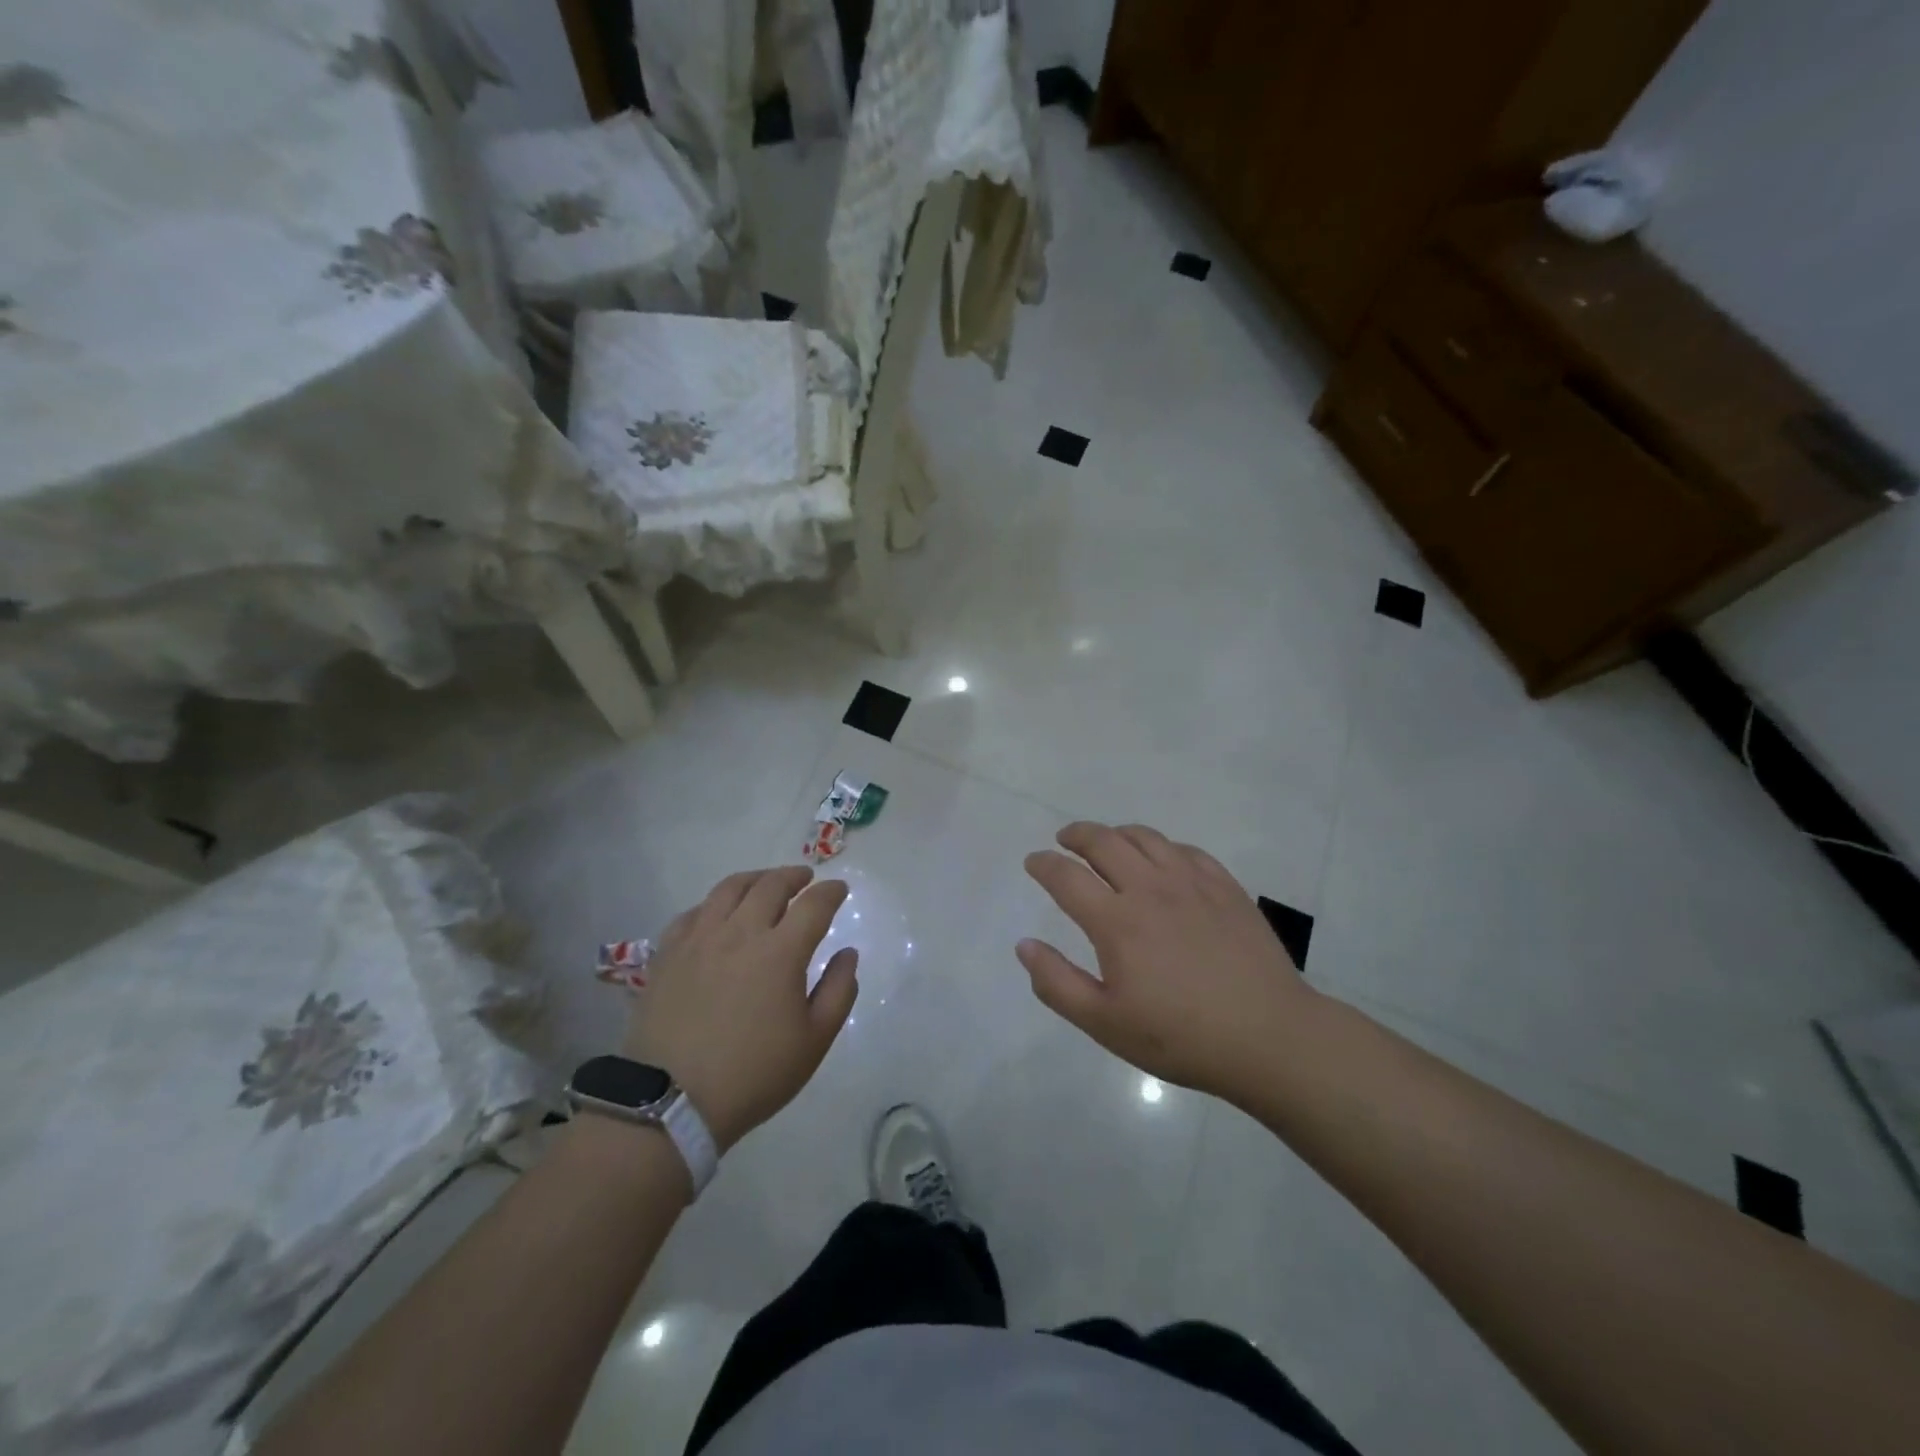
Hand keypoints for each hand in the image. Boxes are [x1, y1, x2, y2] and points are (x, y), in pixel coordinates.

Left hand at [623, 867, 858, 1151]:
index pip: (813, 904)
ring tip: (765, 883)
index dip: (831, 892)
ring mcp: (699, 939)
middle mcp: (740, 933)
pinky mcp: (668, 953)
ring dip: (755, 879)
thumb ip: (838, 991)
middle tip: (805, 879)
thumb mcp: (814, 1041)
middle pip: (770, 885)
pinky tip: (718, 913)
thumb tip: (848, 953)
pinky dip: (714, 904)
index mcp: (781, 952)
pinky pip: (694, 912)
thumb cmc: (753, 1074)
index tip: (839, 889)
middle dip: (794, 876)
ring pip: (729, 889)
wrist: (671, 1102)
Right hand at [1019, 822, 1319, 1100]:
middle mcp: (1150, 889)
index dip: (1044, 864)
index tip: (1034, 862)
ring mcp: (1192, 883)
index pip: (1066, 877)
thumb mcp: (1105, 1024)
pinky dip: (1161, 846)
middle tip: (1065, 839)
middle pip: (1104, 842)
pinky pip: (1185, 850)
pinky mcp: (1225, 887)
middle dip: (1077, 835)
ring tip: (1108, 842)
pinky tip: (1162, 859)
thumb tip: (1024, 945)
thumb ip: (1057, 983)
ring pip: (1145, 838)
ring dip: (1117, 833)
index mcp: (1116, 921)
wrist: (1269, 1037)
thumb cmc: (1180, 1037)